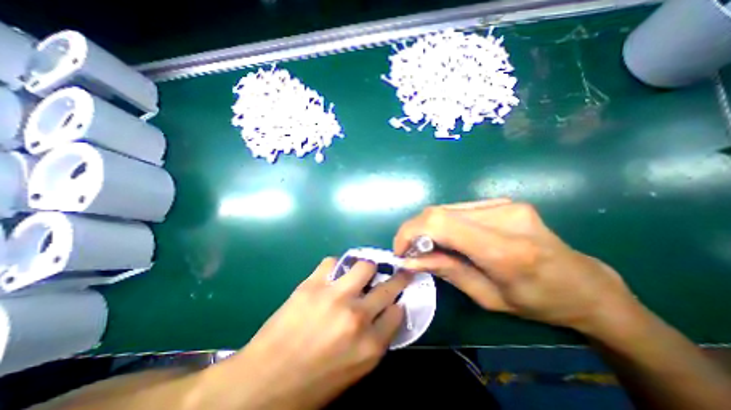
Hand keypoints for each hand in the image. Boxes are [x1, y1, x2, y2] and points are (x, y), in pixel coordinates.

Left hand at [217, 258, 410, 407]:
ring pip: (364, 266)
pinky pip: (332, 262)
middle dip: (396, 278)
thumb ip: (374, 341)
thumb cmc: (311, 385)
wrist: (262, 383)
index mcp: (370, 346)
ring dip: (366, 268)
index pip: (397, 312)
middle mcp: (357, 317)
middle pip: (388, 287)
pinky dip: (335, 267)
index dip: (396, 303)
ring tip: (361, 272)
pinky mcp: (313, 285)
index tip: (394, 299)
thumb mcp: (353, 371)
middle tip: (397, 271)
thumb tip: (383, 314)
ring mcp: (335, 297)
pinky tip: (331, 275)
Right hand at [391, 198, 637, 335]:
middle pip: (439, 212)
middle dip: (415, 230)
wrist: (586, 285)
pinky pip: (460, 209)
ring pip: (446, 208)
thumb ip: (446, 271)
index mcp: (505, 249)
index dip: (411, 231)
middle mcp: (504, 216)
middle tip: (410, 250)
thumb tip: (409, 259)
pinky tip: (447, 237)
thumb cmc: (539, 303)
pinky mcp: (503, 202)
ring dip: (429, 226)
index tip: (400, 249)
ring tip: (428, 245)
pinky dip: (444, 222)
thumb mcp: (488, 297)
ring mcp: (505, 204)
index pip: (441, 223)